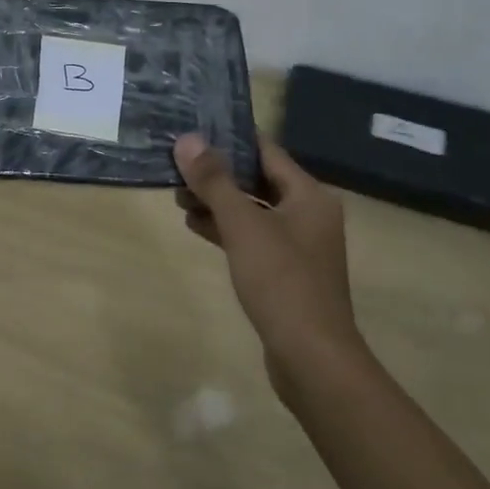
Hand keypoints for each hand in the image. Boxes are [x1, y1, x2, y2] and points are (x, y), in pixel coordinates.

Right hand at [174, 133, 362, 400]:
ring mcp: (298, 245)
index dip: (230, 138)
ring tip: (178, 196)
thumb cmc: (282, 282)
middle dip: (217, 173)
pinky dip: (226, 228)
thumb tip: (187, 139)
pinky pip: (252, 237)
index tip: (193, 129)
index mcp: (308, 195)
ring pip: (252, 210)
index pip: (266, 151)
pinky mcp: (285, 272)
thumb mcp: (243, 225)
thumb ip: (215, 181)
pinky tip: (194, 225)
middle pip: (257, 180)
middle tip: (177, 165)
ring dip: (217, 201)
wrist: (312, 360)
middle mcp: (308, 213)